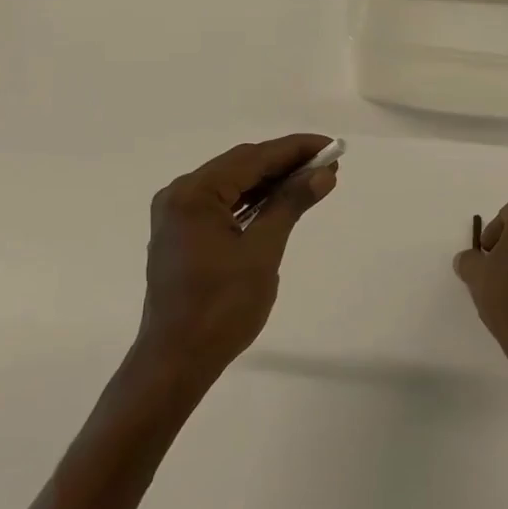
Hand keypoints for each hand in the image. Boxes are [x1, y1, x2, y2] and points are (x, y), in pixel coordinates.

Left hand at [136, 134, 338, 382]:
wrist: (176, 361)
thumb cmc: (221, 308)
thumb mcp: (262, 252)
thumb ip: (290, 204)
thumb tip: (323, 174)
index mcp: (194, 194)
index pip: (253, 158)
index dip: (295, 149)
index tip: (331, 146)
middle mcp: (180, 194)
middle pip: (240, 166)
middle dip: (284, 163)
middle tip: (327, 164)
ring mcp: (177, 214)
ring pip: (231, 183)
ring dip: (269, 181)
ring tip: (311, 179)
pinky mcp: (181, 233)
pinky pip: (221, 203)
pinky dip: (251, 200)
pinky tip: (278, 201)